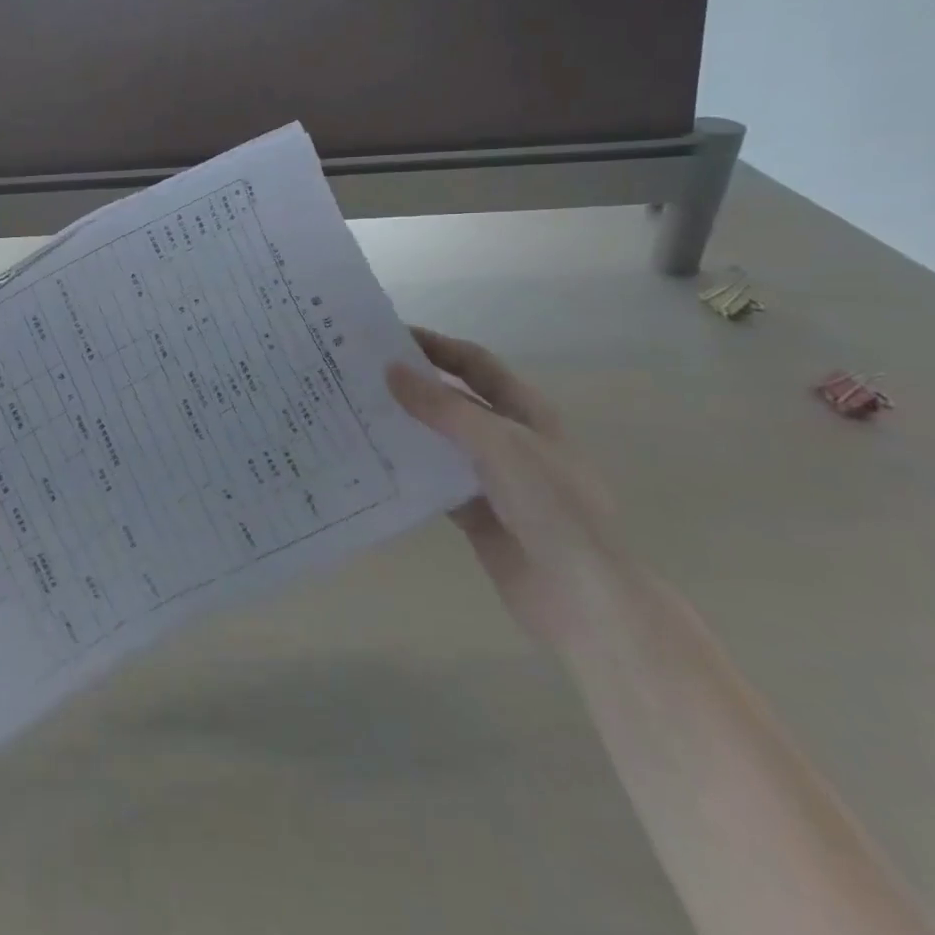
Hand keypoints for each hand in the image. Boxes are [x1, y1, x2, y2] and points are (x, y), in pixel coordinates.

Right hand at [387, 328, 640, 650]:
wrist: (582, 598)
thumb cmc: (551, 507)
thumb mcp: (499, 445)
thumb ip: (443, 407)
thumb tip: (390, 370)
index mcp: (525, 412)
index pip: (474, 364)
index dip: (436, 345)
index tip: (386, 336)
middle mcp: (507, 438)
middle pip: (452, 399)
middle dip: (411, 385)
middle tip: (358, 376)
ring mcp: (490, 477)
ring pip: (438, 441)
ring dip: (403, 427)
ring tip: (352, 414)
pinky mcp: (474, 511)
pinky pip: (431, 481)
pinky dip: (405, 470)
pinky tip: (369, 463)